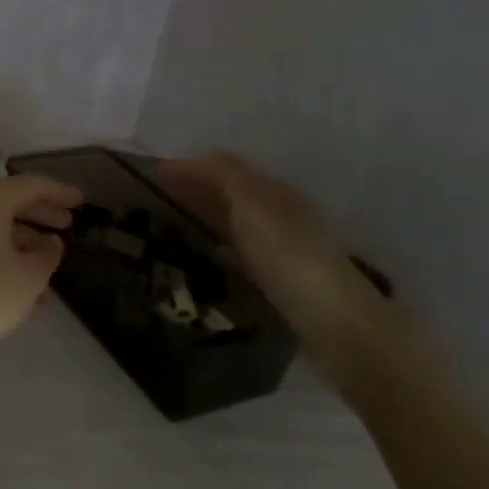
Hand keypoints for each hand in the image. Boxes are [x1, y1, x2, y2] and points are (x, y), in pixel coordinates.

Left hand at [0, 174, 82, 370]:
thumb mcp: (28, 278)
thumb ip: (47, 255)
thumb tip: (50, 242)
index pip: (30, 186)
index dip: (59, 192)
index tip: (80, 201)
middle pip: (6, 202)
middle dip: (38, 214)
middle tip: (65, 226)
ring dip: (17, 241)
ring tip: (44, 265)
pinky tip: (9, 284)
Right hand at [156, 153, 415, 393]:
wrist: (341, 329)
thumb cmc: (292, 261)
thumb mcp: (254, 207)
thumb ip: (225, 176)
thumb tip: (194, 159)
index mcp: (274, 193)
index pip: (223, 168)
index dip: (187, 168)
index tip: (147, 175)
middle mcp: (281, 215)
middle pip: (230, 193)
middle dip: (194, 189)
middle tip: (150, 197)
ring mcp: (284, 250)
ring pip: (235, 221)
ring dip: (205, 215)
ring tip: (168, 222)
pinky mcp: (283, 282)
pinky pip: (241, 251)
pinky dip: (218, 243)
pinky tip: (205, 256)